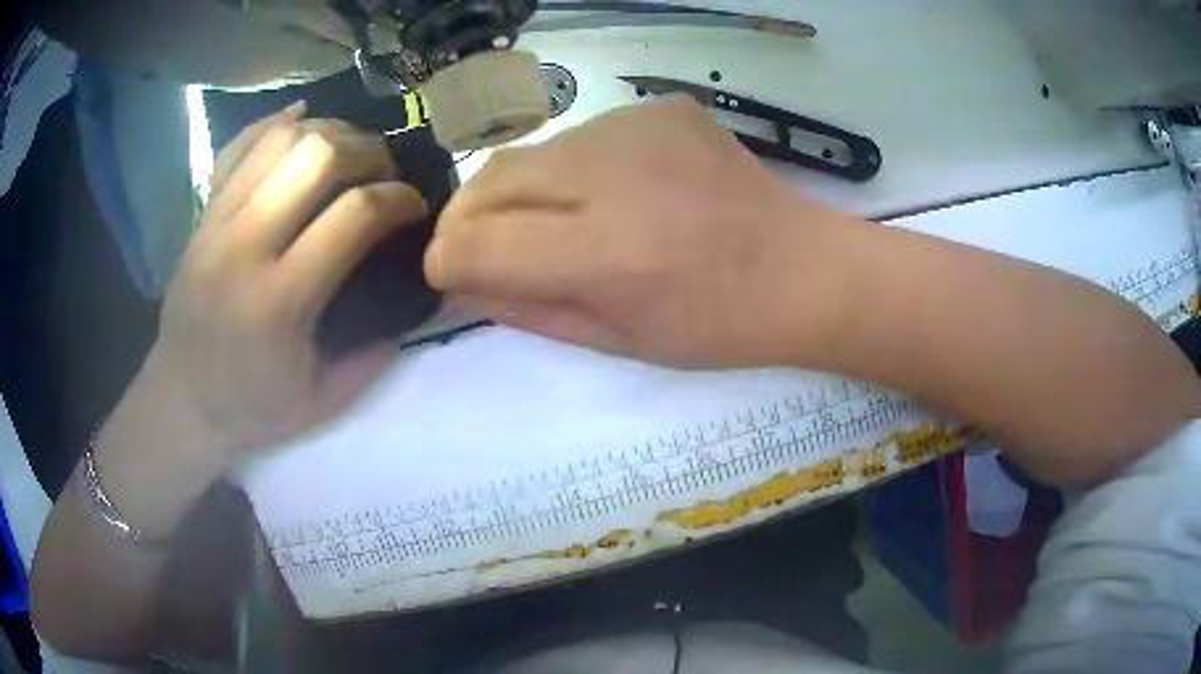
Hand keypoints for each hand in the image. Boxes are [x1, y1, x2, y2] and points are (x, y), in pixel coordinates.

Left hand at [152, 102, 426, 456]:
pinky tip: (303, 122)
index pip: (353, 214)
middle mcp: (244, 246)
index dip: (398, 199)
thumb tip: (416, 293)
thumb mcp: (324, 402)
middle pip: (316, 156)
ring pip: (280, 139)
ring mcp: (216, 222)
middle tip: (385, 173)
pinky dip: (276, 123)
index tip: (415, 206)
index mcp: (278, 301)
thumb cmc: (252, 409)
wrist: (182, 401)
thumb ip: (376, 351)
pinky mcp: (202, 214)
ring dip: (330, 132)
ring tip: (351, 151)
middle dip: (368, 152)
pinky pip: (239, 145)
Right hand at [425, 98, 856, 367]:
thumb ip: (529, 311)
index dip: (446, 261)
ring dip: (523, 191)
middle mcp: (615, 176)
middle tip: (479, 246)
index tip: (448, 273)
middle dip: (467, 217)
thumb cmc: (720, 325)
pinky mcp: (662, 107)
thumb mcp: (620, 341)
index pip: (478, 243)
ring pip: (534, 152)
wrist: (803, 269)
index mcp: (608, 254)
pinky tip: (615, 193)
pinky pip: (585, 136)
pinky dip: (575, 169)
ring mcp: (641, 128)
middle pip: (492, 178)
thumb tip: (466, 283)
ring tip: (558, 222)